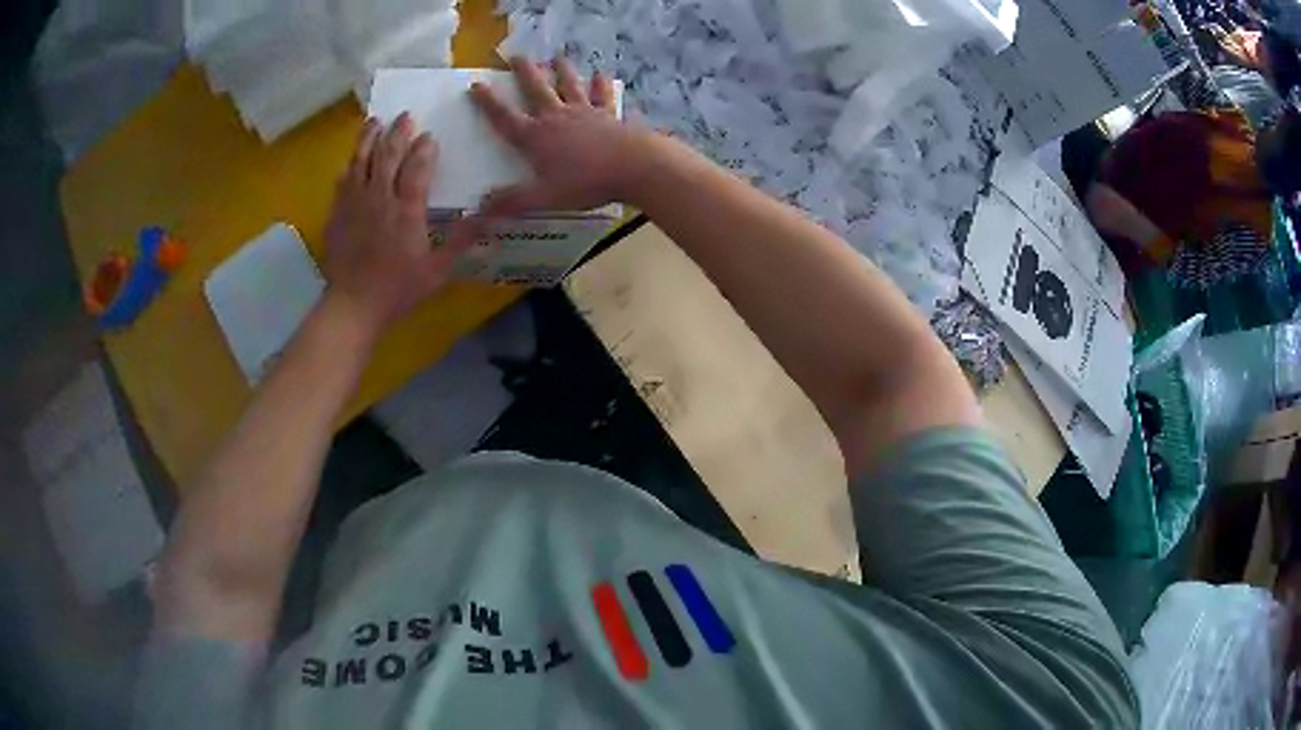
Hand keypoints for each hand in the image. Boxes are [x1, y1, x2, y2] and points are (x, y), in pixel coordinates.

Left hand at [322, 114, 468, 337]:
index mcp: (407, 209)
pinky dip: (349, 165)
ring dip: (369, 138)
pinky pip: (343, 180)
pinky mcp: (337, 214)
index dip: (424, 148)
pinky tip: (352, 159)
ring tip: (375, 121)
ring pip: (361, 160)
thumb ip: (463, 239)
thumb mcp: (438, 269)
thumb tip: (494, 216)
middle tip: (405, 116)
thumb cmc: (398, 289)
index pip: (417, 166)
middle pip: (388, 154)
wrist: (353, 306)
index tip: (430, 136)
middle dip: (398, 132)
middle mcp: (379, 197)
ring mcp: (354, 203)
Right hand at [460, 56, 652, 222]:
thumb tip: (480, 208)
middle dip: (525, 73)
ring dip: (562, 70)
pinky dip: (600, 84)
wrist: (632, 166)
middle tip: (517, 55)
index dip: (488, 102)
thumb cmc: (585, 183)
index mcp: (535, 137)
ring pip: (569, 85)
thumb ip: (512, 201)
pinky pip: (602, 96)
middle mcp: (556, 117)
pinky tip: (600, 73)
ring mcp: (584, 112)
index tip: (477, 85)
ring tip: (556, 57)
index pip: (504, 117)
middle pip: (537, 90)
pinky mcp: (608, 115)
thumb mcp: (543, 198)